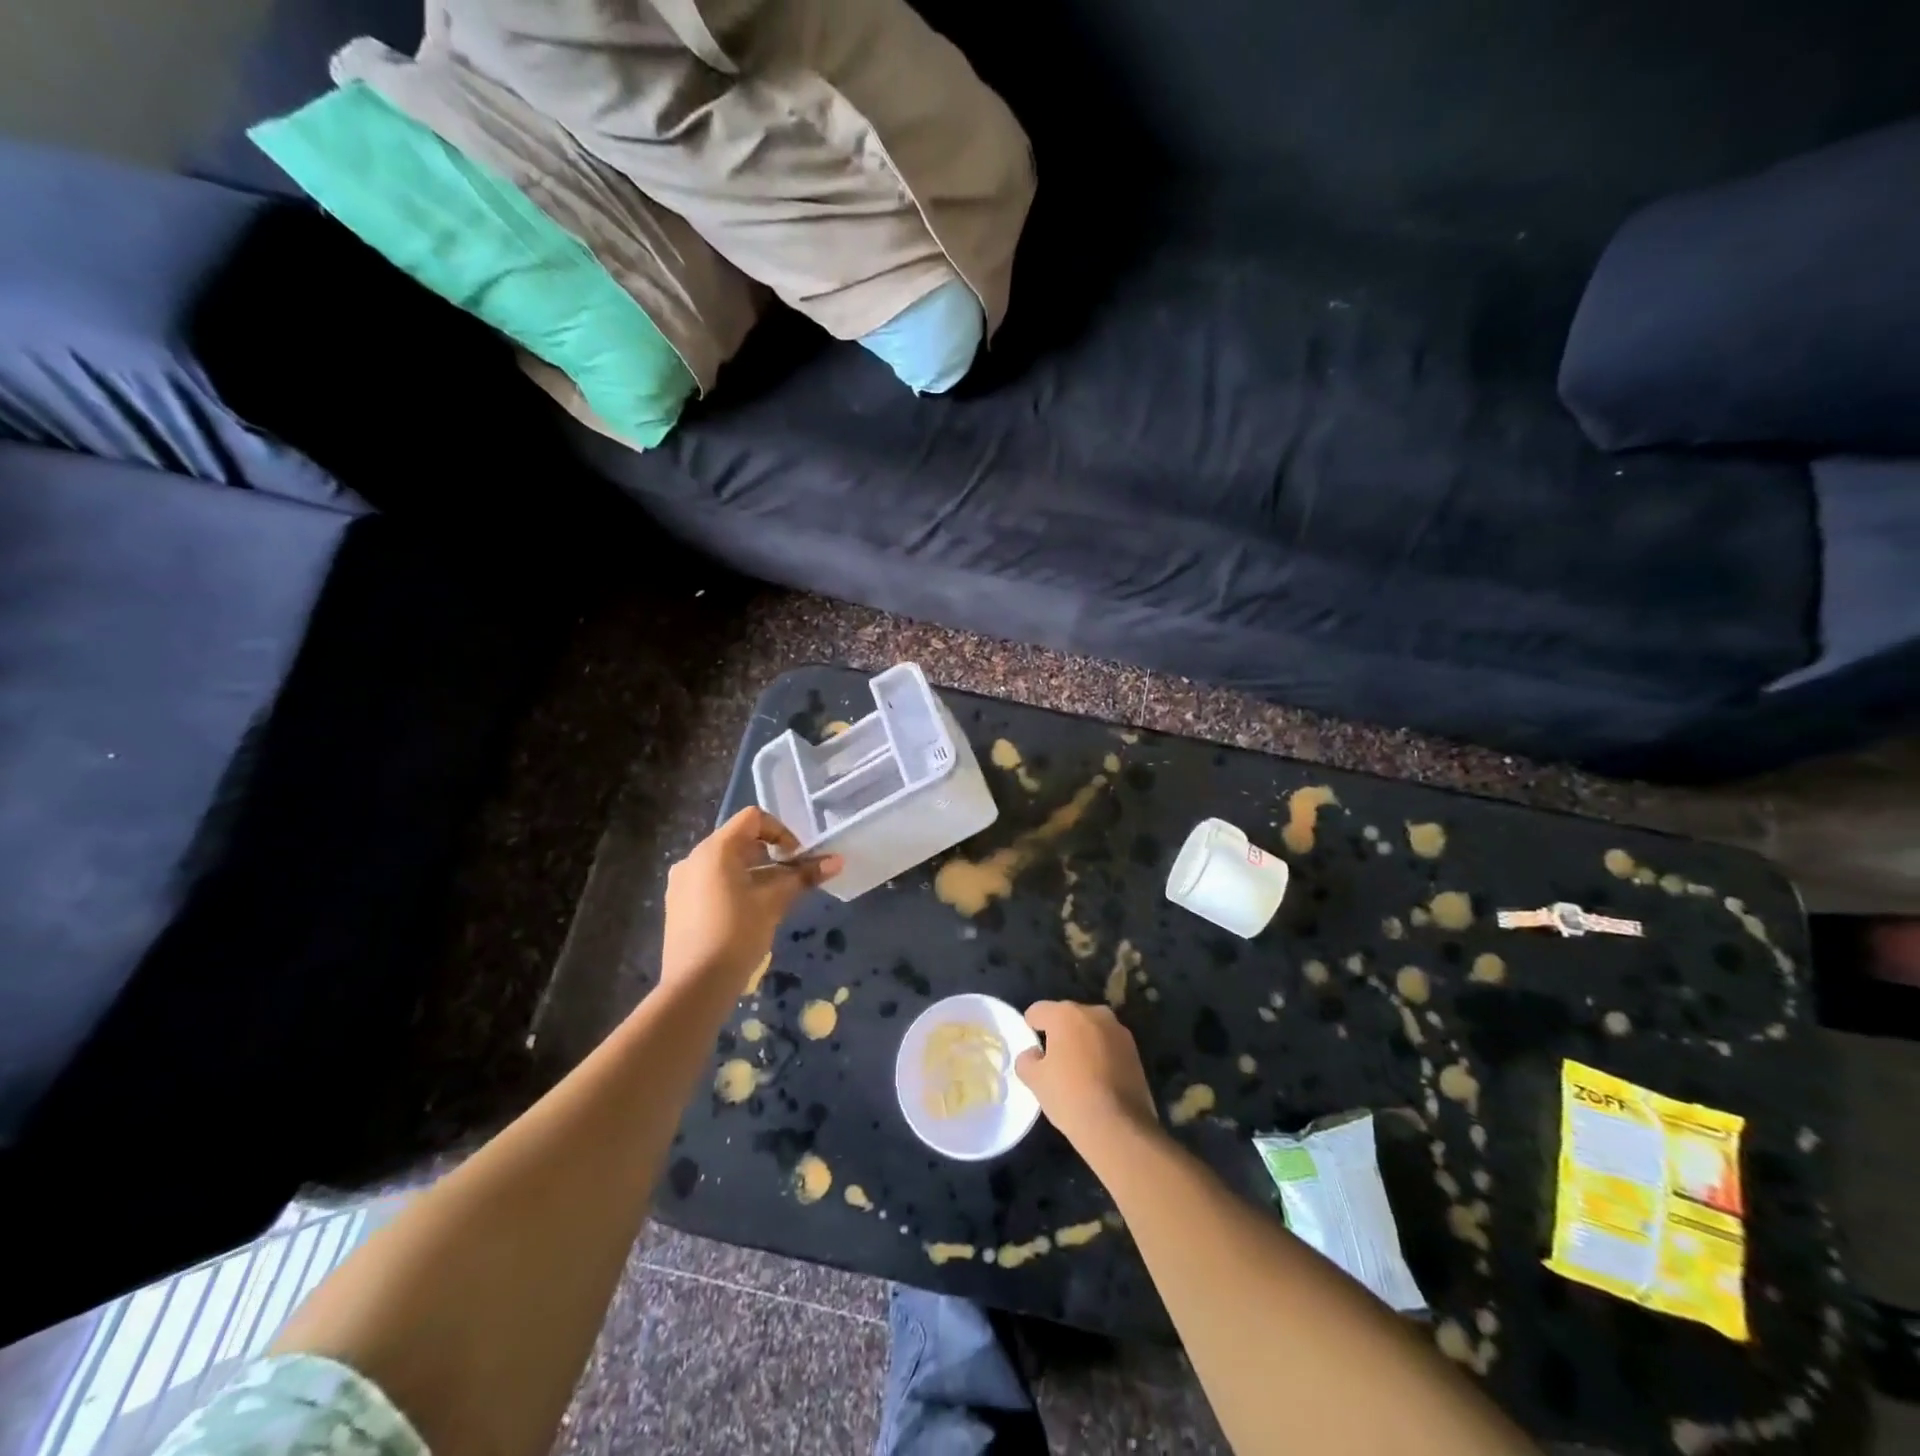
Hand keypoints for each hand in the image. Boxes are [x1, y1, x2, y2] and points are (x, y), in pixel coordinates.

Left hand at [660, 808, 841, 996]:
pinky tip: (747, 914)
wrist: (695, 985)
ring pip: (725, 863)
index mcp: (715, 849)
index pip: (753, 818)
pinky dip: (734, 886)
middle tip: (789, 880)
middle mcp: (693, 858)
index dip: (781, 832)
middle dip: (769, 855)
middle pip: (739, 840)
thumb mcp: (774, 902)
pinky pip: (711, 882)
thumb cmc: (738, 934)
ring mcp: (682, 882)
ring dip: (754, 872)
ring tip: (772, 899)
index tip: (796, 858)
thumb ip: (804, 876)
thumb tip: (838, 861)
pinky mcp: (679, 904)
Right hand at [1015, 1001, 1158, 1147]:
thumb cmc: (1070, 1097)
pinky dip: (1101, 1054)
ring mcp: (1118, 1030)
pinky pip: (1109, 1045)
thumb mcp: (1035, 1081)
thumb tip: (1034, 1054)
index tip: (1033, 1049)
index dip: (1031, 1027)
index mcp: (1065, 1014)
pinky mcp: (1135, 1050)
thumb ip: (1026, 1060)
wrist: (1119, 1126)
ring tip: (1078, 1071)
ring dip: (1083, 1042)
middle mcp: (1094, 1013)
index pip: (1038, 1011)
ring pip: (1091, 1029)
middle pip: (1067, 1016)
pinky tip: (1098, 1080)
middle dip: (1059, 1033)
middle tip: (1054, 1061)